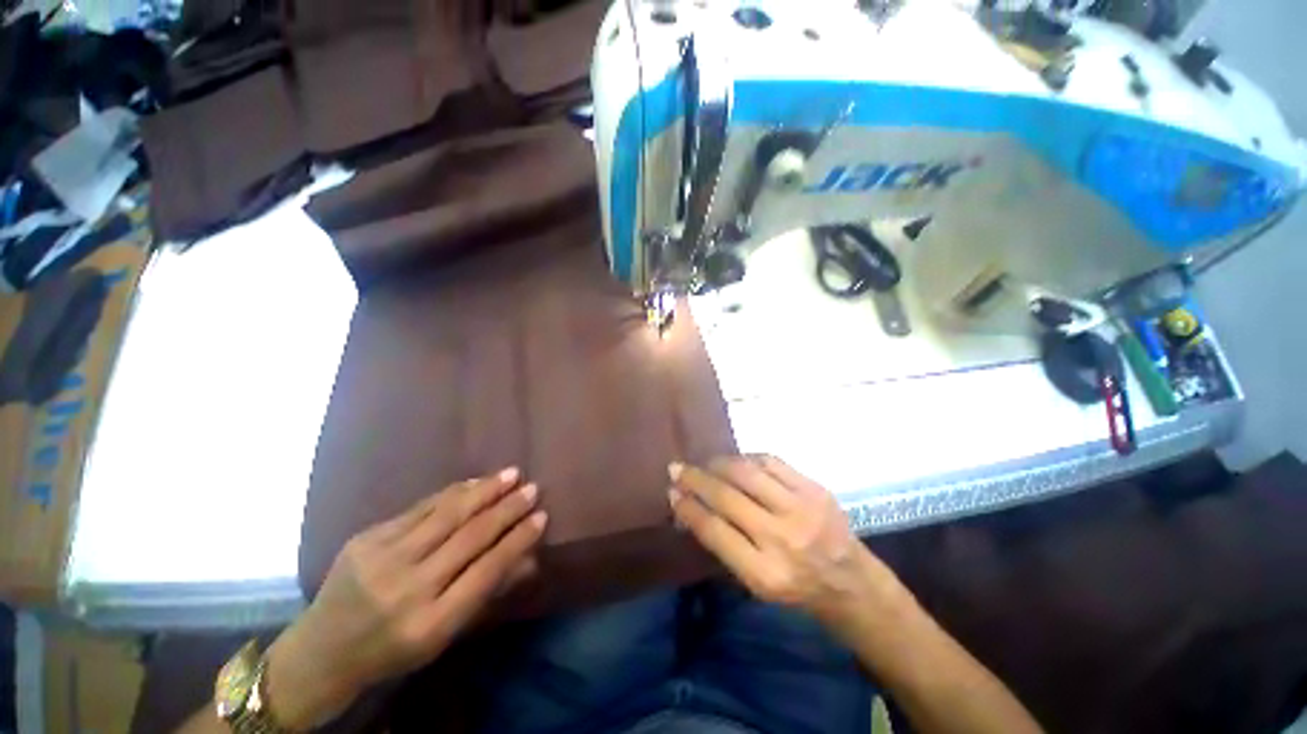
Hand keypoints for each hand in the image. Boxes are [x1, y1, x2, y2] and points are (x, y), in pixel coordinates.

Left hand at [264, 468, 546, 728]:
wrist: (321, 651)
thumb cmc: (393, 650)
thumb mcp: (443, 637)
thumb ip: (486, 594)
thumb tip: (528, 557)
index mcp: (431, 623)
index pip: (487, 571)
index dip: (518, 540)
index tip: (542, 516)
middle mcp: (408, 588)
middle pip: (470, 537)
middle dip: (507, 509)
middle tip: (533, 488)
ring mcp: (383, 559)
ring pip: (447, 514)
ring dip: (485, 491)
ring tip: (511, 474)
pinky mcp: (366, 538)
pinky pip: (420, 508)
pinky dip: (454, 492)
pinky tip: (475, 482)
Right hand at [668, 456, 903, 624]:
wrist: (850, 581)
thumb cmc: (796, 587)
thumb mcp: (755, 583)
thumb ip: (723, 544)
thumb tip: (690, 505)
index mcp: (764, 573)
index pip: (714, 530)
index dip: (688, 507)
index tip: (671, 492)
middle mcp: (782, 538)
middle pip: (726, 497)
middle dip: (695, 479)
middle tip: (677, 468)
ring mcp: (801, 509)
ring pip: (746, 473)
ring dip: (718, 464)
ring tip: (705, 463)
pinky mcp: (815, 488)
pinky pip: (771, 461)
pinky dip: (747, 458)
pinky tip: (736, 461)